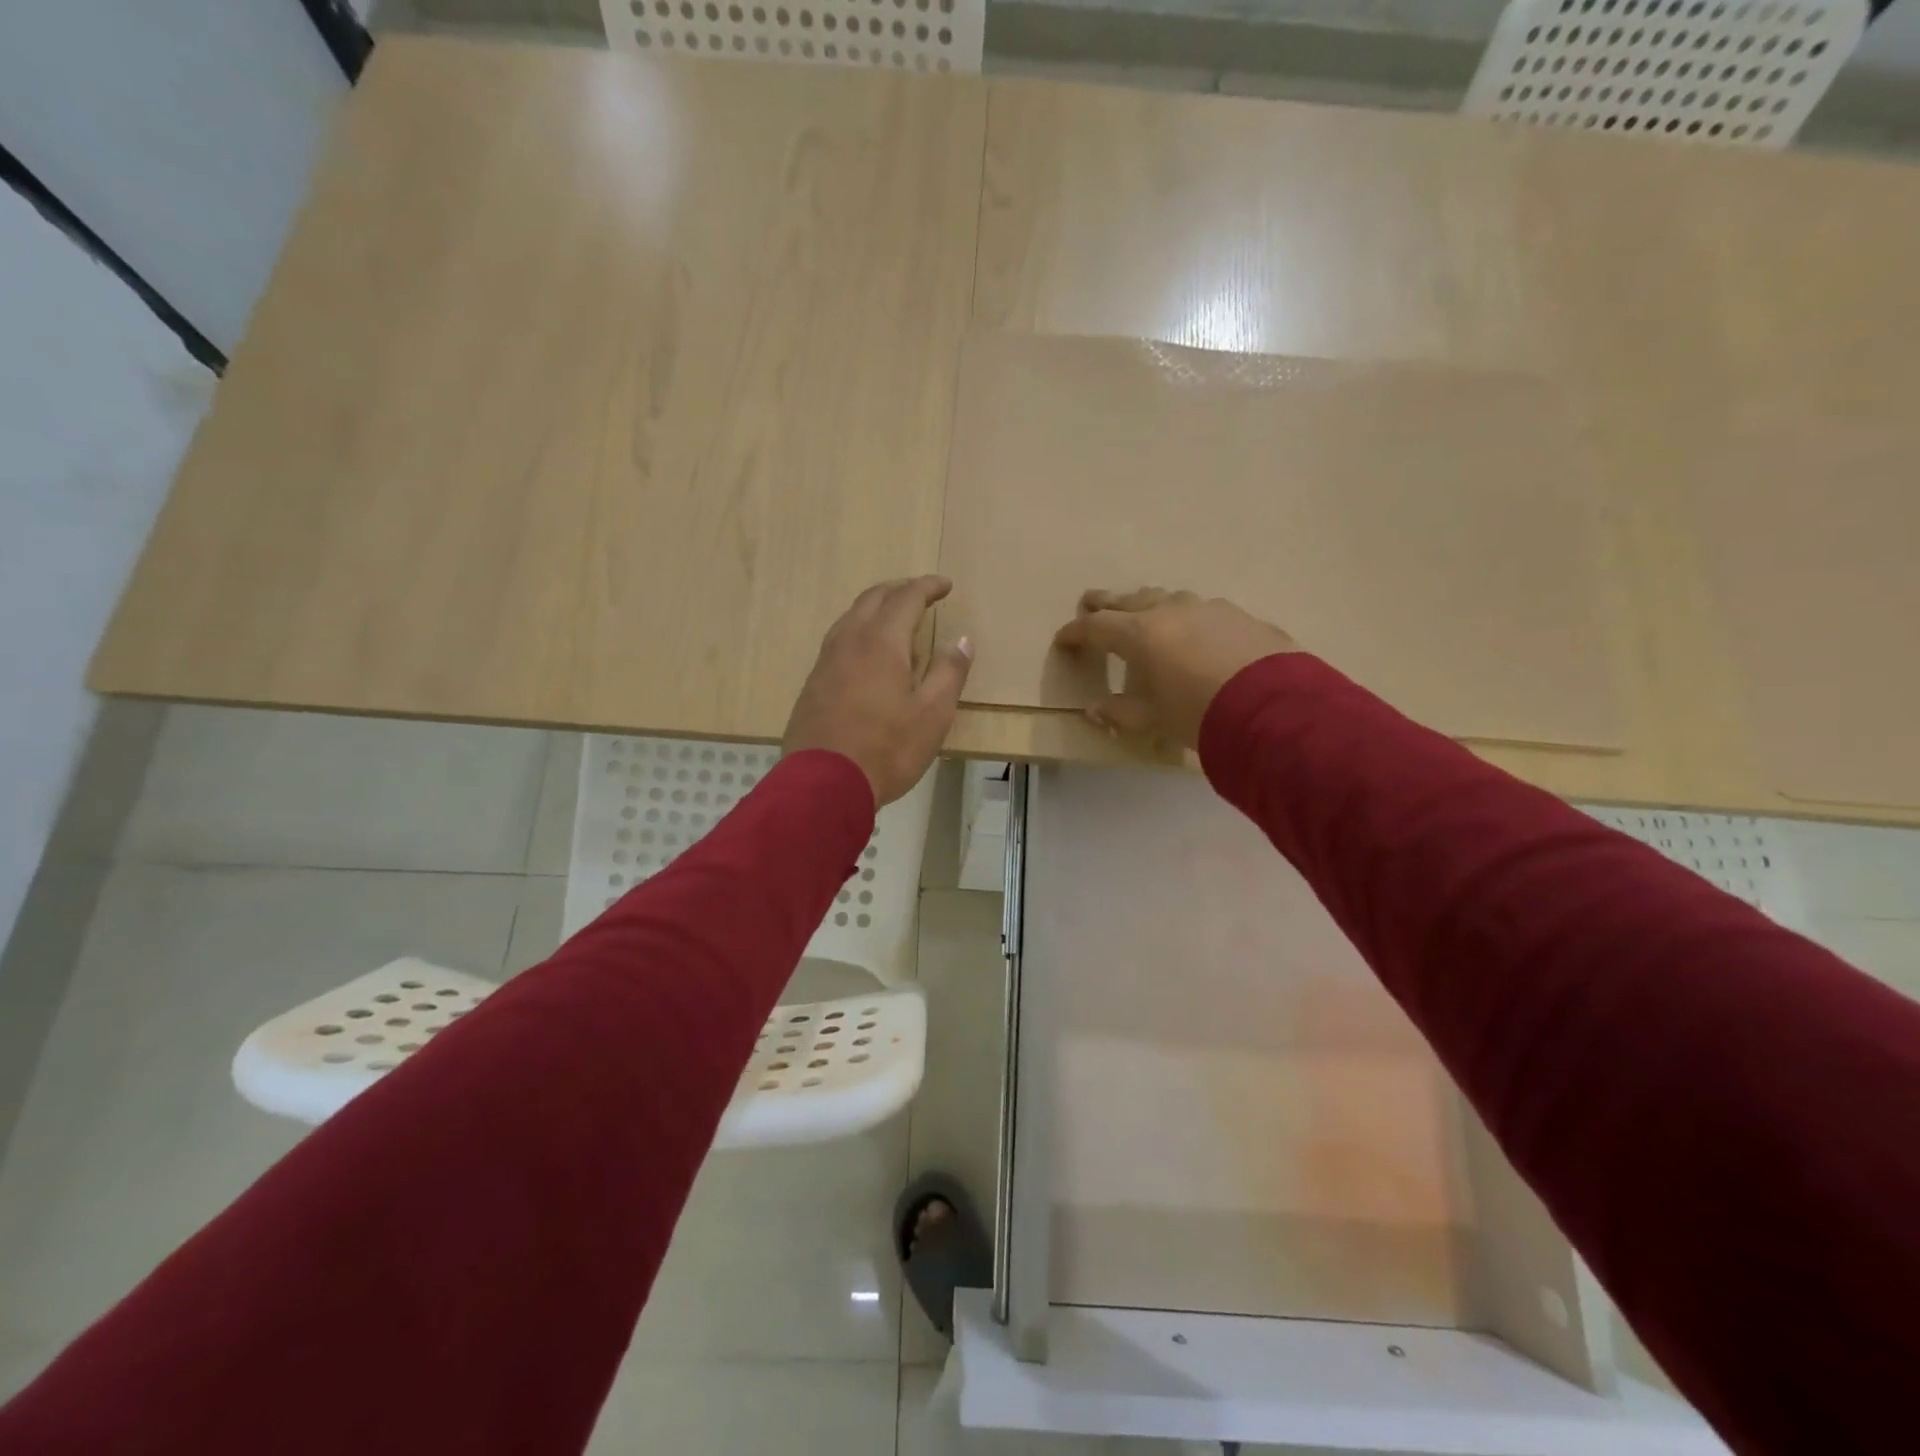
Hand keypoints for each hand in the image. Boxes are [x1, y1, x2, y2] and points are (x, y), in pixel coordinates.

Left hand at [783, 576, 972, 806]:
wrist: (823, 784)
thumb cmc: (887, 749)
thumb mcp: (933, 715)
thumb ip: (949, 673)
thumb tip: (961, 640)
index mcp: (882, 643)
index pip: (906, 598)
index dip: (928, 587)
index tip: (945, 585)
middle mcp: (849, 642)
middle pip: (873, 599)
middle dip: (899, 590)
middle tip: (921, 593)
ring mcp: (825, 662)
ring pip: (850, 617)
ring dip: (875, 608)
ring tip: (895, 618)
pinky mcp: (813, 684)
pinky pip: (838, 640)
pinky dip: (859, 631)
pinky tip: (867, 653)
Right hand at [1052, 588, 1296, 749]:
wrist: (1274, 709)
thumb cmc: (1199, 714)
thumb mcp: (1153, 719)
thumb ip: (1120, 712)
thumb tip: (1095, 709)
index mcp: (1141, 634)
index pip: (1097, 627)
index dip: (1076, 633)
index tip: (1062, 639)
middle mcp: (1170, 611)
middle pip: (1129, 600)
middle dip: (1106, 602)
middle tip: (1090, 599)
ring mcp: (1208, 609)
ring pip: (1167, 598)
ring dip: (1148, 602)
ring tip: (1142, 609)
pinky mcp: (1240, 616)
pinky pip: (1202, 610)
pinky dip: (1186, 616)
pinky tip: (1194, 629)